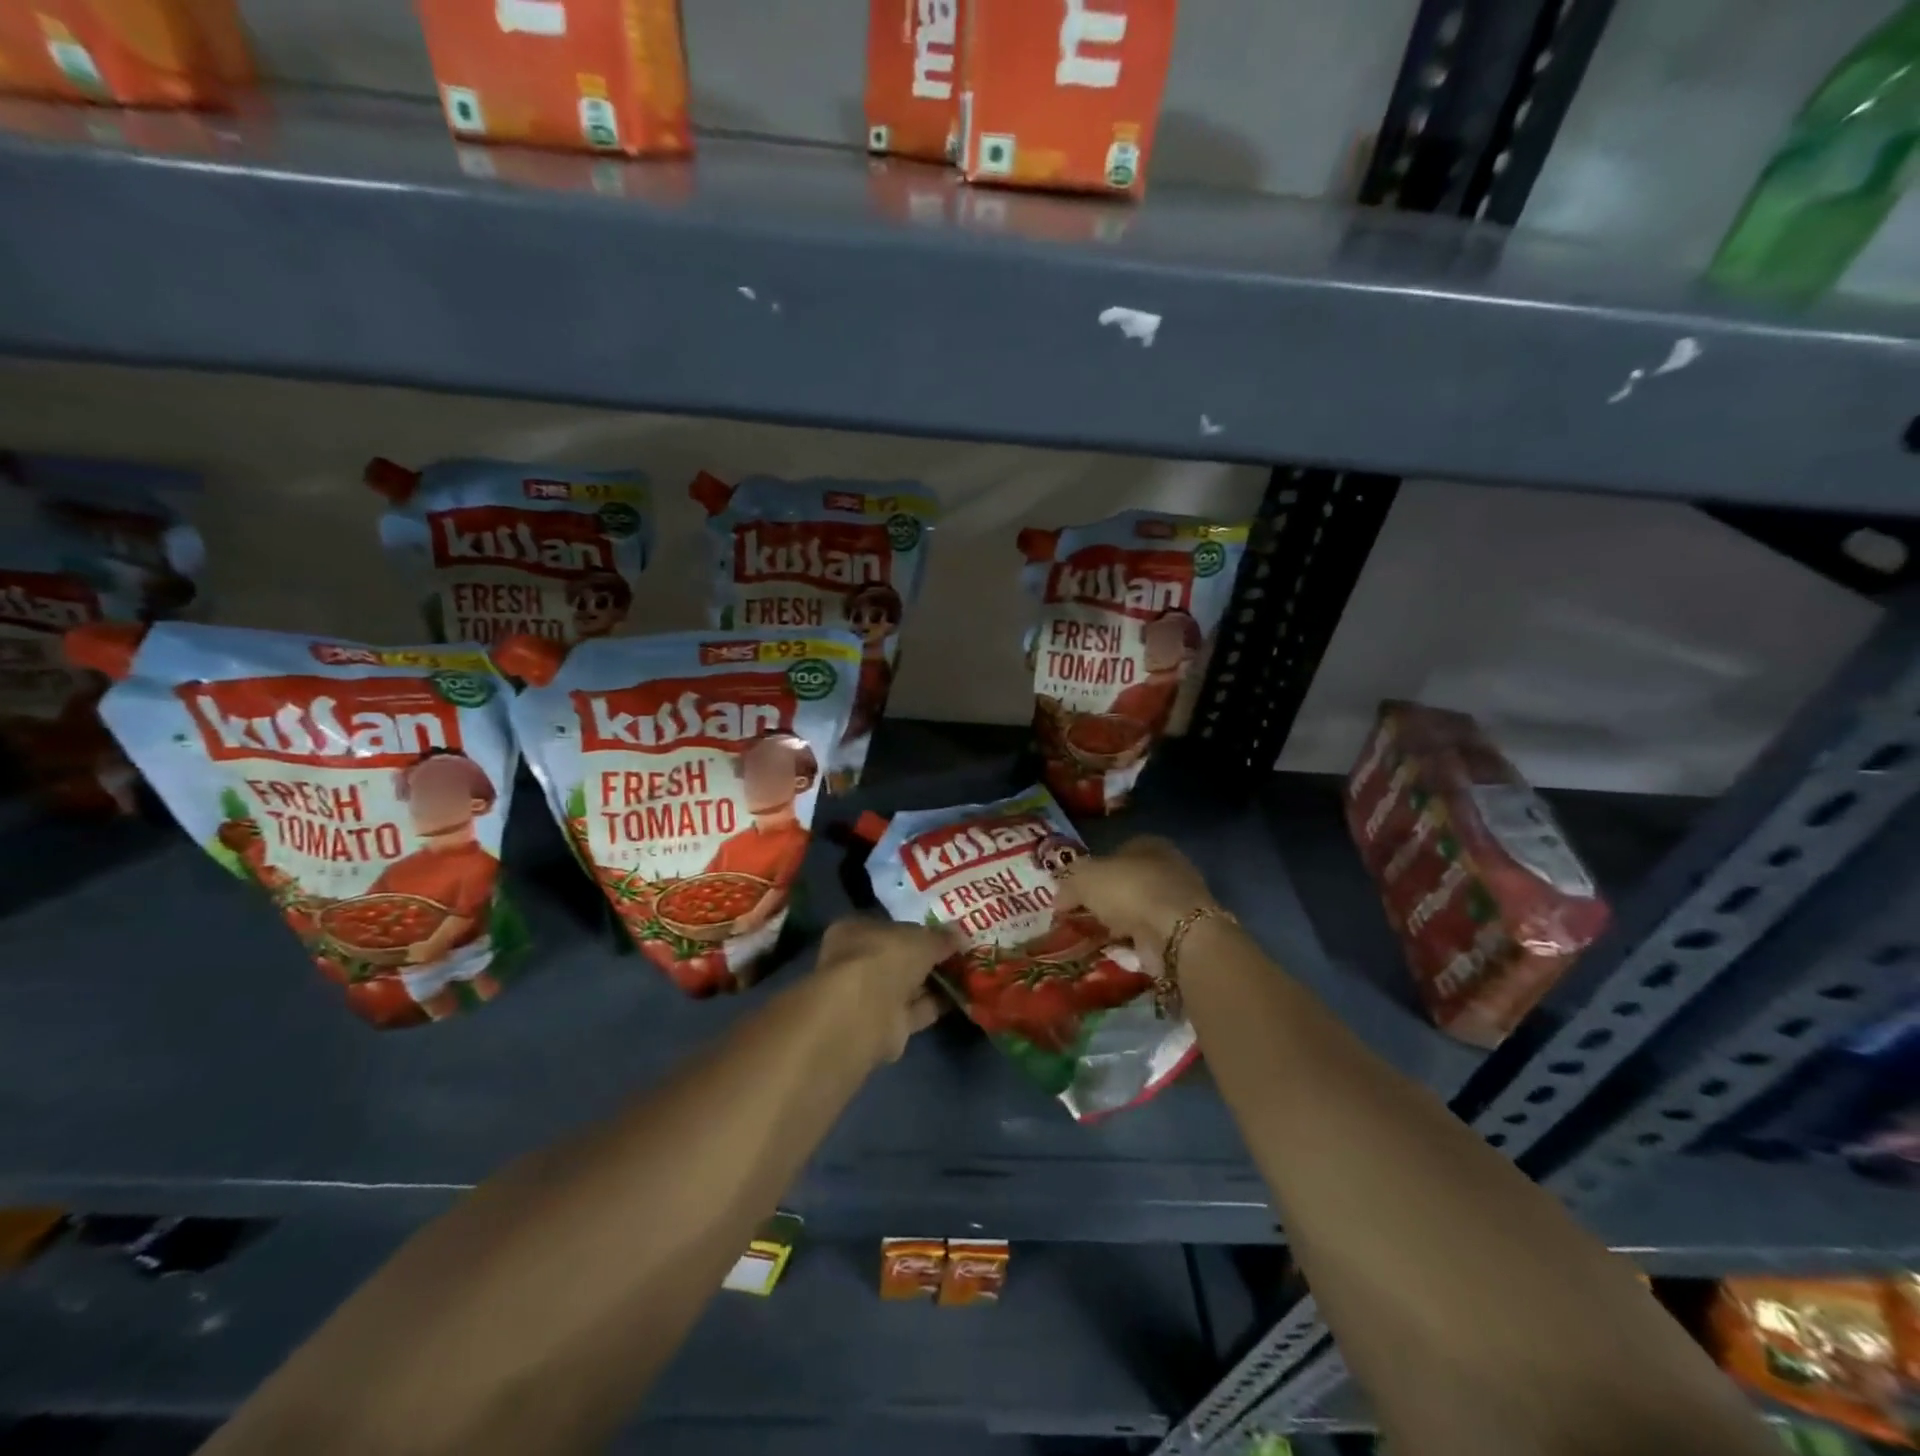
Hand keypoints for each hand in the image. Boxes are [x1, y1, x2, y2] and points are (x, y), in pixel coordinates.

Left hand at [814, 916, 959, 1064]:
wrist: (867, 1013)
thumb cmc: (886, 958)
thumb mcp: (922, 938)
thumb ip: (941, 937)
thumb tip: (959, 935)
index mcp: (854, 931)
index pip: (888, 926)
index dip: (916, 929)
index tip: (943, 933)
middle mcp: (857, 962)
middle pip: (899, 958)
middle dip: (927, 958)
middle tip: (960, 954)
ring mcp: (869, 996)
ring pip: (908, 985)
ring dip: (934, 982)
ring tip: (968, 975)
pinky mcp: (884, 1024)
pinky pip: (915, 1009)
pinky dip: (936, 1004)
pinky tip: (962, 997)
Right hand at [1054, 836, 1220, 951]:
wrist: (1176, 931)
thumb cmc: (1130, 890)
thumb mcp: (1085, 878)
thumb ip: (1068, 884)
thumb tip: (1058, 899)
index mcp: (1147, 844)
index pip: (1114, 853)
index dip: (1092, 871)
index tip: (1074, 893)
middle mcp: (1167, 867)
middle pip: (1126, 883)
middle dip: (1105, 900)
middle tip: (1081, 917)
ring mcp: (1178, 901)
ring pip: (1138, 910)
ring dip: (1119, 924)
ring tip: (1094, 938)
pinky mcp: (1184, 932)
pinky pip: (1149, 936)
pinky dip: (1133, 944)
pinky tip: (1115, 952)